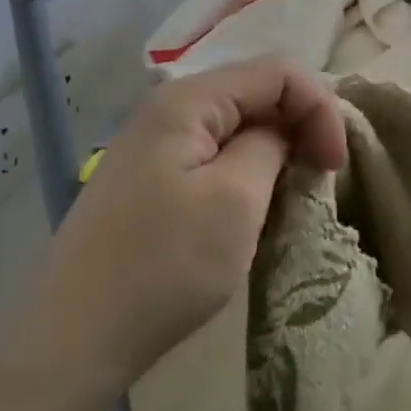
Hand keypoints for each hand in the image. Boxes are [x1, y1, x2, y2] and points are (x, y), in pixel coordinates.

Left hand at [0, 60, 346, 410]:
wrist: (75, 338)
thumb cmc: (164, 266)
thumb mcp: (236, 200)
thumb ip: (270, 145)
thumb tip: (281, 131)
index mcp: (187, 100)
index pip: (277, 72)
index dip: (319, 108)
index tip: (335, 165)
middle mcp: (166, 108)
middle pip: (255, 91)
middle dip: (299, 124)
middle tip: (321, 176)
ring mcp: (152, 144)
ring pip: (235, 124)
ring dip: (275, 148)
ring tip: (293, 191)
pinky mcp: (148, 178)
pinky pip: (211, 153)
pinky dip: (246, 168)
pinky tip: (253, 203)